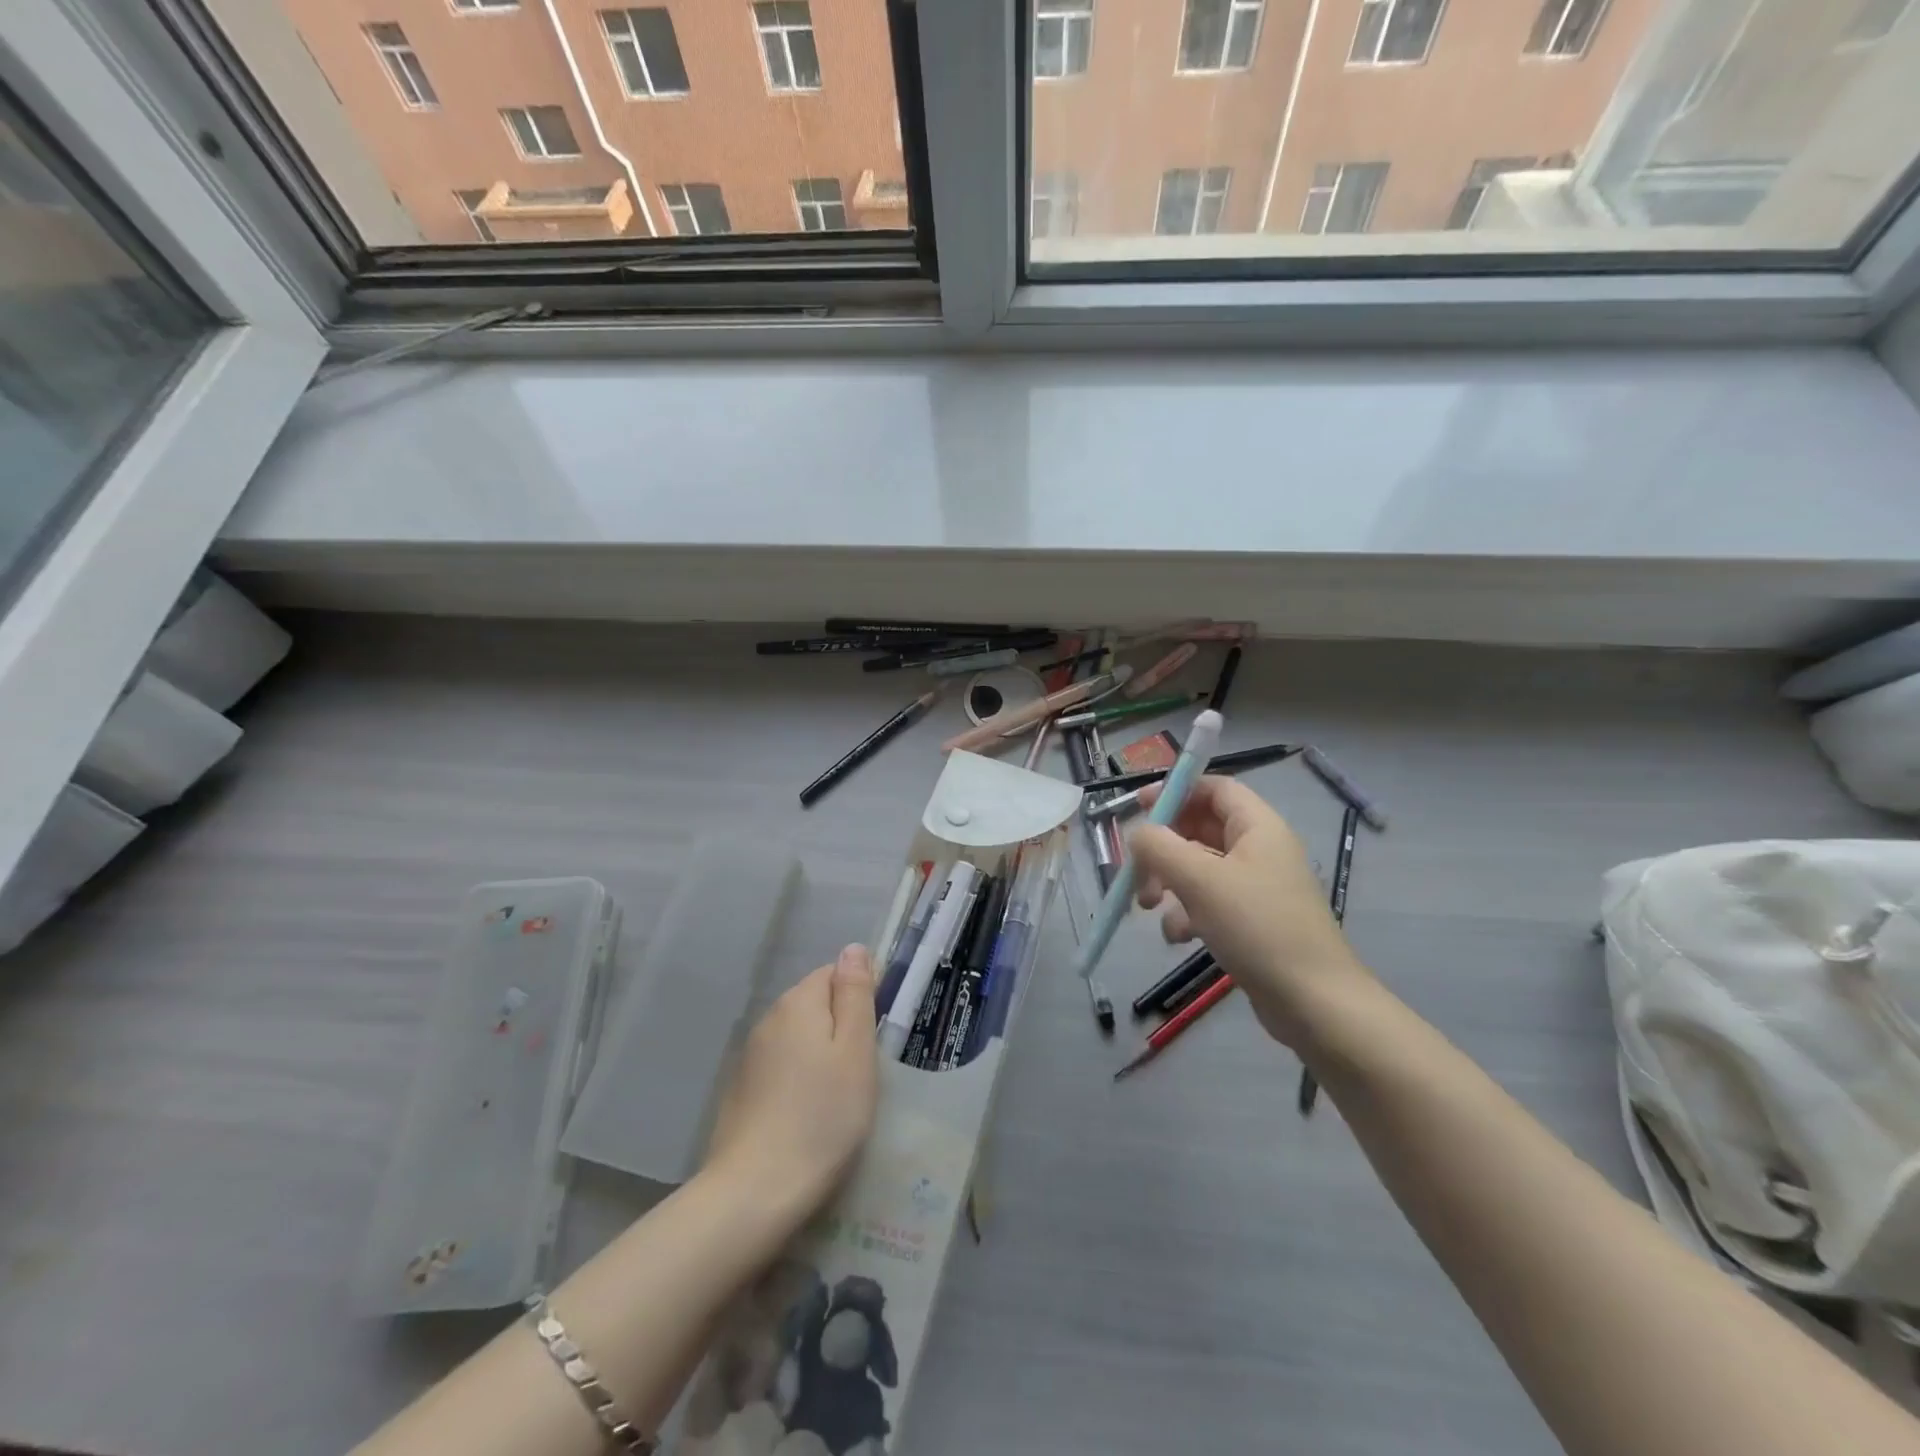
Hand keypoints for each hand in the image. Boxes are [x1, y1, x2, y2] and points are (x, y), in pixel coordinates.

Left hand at [704, 945, 879, 1221]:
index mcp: (798, 1003)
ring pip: (798, 1038)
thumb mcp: (855, 1051)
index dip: (859, 999)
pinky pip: (781, 1067)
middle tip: (862, 1072)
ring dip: (819, 1055)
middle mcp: (769, 1019)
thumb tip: (853, 948)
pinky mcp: (741, 1090)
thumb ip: (855, 995)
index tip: (874, 1039)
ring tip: (839, 1097)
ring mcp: (750, 1056)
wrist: (755, 1191)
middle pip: (814, 1004)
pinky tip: (809, 1114)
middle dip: (840, 1028)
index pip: (834, 974)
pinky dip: (799, 1080)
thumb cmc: (822, 1116)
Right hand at [1128, 776, 1366, 1046]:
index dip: (1175, 790)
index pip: (1214, 787)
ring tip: (1148, 906)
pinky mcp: (1252, 921)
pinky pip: (1209, 901)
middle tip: (1136, 866)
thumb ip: (1159, 847)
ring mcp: (1257, 887)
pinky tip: (1179, 937)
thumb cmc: (1258, 928)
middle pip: (1201, 827)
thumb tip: (1138, 833)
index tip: (1138, 806)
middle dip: (1164, 846)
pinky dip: (1187, 913)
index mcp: (1258, 826)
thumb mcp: (1199, 880)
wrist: (1314, 1003)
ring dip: (1169, 882)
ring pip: (1199, 867)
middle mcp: (1260, 849)